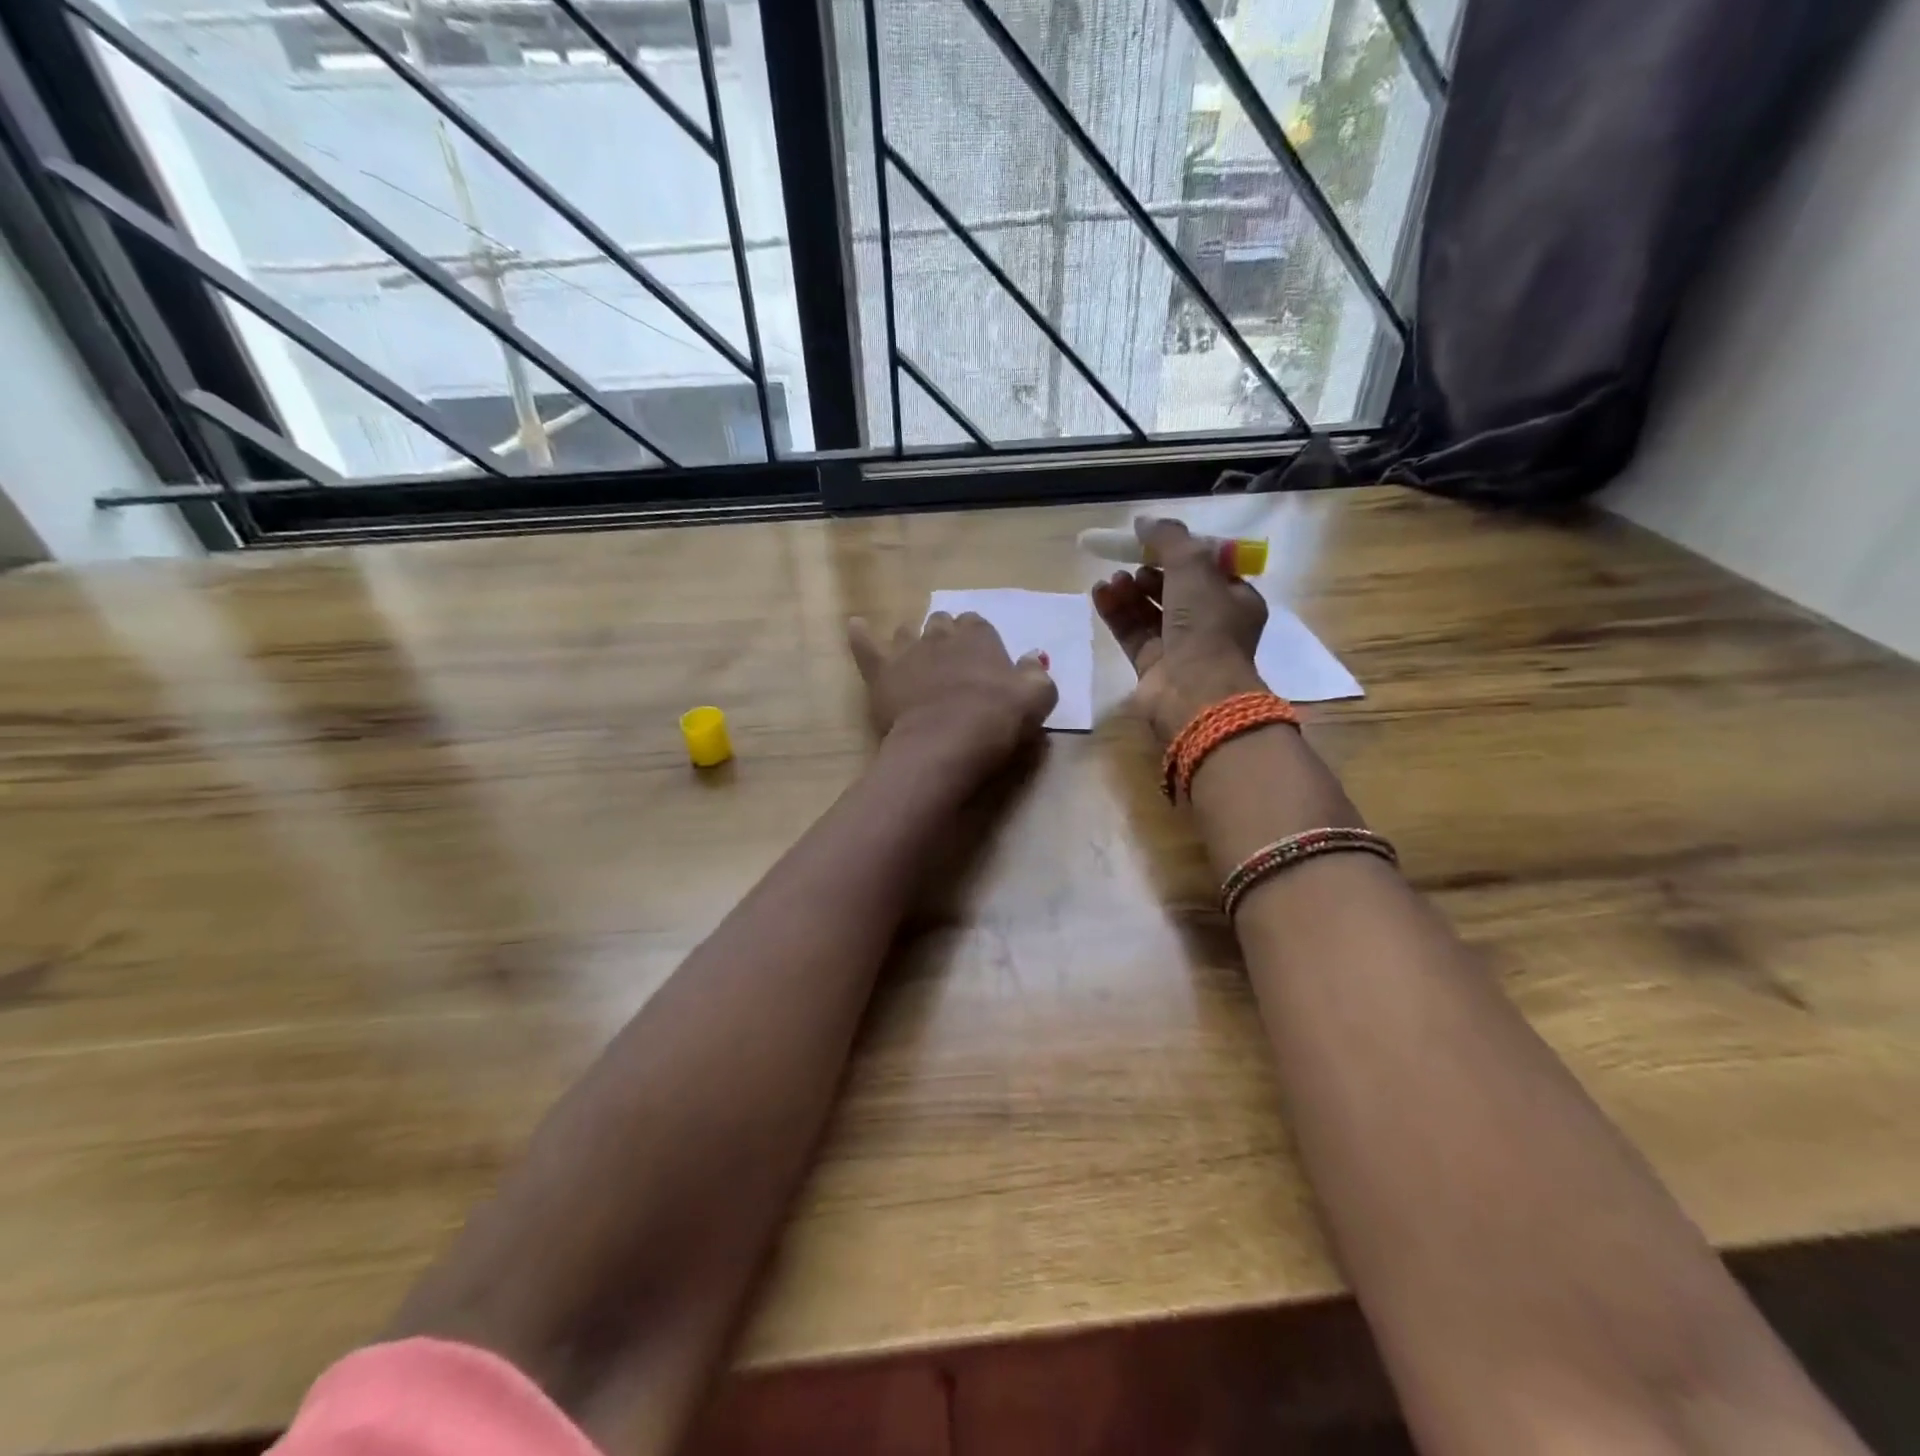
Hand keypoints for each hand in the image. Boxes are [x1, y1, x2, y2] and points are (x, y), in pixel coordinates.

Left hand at [848, 611, 1057, 781]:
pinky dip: (860, 636)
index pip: (978, 626)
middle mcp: (941, 635)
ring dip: (913, 639)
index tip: (982, 662)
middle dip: (946, 637)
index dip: (979, 642)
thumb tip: (1033, 657)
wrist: (944, 744)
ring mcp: (907, 651)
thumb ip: (1036, 673)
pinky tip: (856, 626)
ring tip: (918, 657)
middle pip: (942, 624)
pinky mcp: (881, 673)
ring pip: (907, 632)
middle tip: (952, 663)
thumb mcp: (1036, 698)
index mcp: (979, 637)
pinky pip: (865, 646)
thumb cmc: (995, 720)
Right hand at [1092, 517, 1267, 740]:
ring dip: (1130, 591)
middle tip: (1129, 563)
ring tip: (1112, 578)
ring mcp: (1179, 647)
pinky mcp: (1151, 665)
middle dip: (1149, 573)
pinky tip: (1099, 594)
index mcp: (1235, 601)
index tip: (1154, 542)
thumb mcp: (1194, 567)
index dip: (1181, 553)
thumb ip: (1169, 538)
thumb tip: (1144, 522)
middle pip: (1174, 589)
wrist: (1194, 692)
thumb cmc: (1205, 625)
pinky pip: (1131, 631)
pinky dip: (1116, 612)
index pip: (1208, 569)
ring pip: (1149, 611)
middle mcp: (1209, 624)